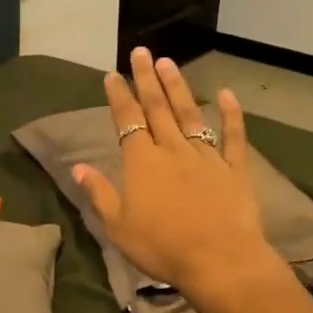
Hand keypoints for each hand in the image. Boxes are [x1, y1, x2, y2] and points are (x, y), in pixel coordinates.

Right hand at [73, 48, 280, 307]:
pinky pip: (232, 137)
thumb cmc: (161, 246)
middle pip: (157, 108)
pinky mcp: (234, 169)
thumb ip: (100, 193)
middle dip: (146, 79)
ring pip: (189, 115)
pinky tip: (226, 94)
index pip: (127, 121)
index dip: (119, 96)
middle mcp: (172, 150)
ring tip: (168, 63)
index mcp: (142, 162)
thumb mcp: (117, 226)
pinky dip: (230, 115)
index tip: (112, 74)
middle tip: (141, 52)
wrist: (219, 260)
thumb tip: (78, 167)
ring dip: (178, 88)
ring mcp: (206, 157)